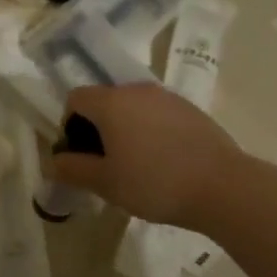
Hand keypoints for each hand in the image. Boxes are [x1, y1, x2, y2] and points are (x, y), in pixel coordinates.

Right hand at [50, 85, 246, 230]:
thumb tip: (53, 161)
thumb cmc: (155, 183)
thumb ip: (74, 169)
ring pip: (133, 107)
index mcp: (111, 102)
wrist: (223, 186)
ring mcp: (167, 97)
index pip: (76, 98)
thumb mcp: (106, 183)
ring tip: (136, 164)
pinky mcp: (191, 109)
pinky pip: (158, 114)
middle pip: (105, 100)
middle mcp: (137, 90)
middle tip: (105, 163)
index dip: (69, 124)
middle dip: (98, 127)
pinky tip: (164, 161)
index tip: (80, 154)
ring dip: (125, 128)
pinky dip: (151, 130)